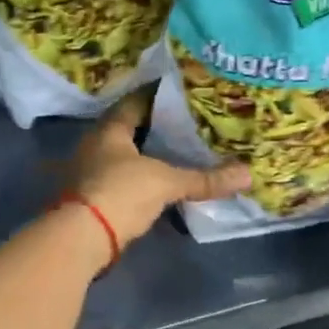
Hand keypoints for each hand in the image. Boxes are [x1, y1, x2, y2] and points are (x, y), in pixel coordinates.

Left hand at [68, 92, 251, 247]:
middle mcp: (92, 145)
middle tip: (183, 123)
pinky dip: (135, 178)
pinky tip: (154, 183)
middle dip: (152, 127)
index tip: (178, 91)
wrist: (81, 237)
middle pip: (125, 129)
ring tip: (173, 152)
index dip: (155, 95)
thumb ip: (204, 179)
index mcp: (108, 130)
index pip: (133, 102)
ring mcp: (87, 172)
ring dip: (142, 154)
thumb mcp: (166, 183)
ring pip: (120, 155)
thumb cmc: (121, 193)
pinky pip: (116, 178)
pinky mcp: (87, 197)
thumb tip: (247, 174)